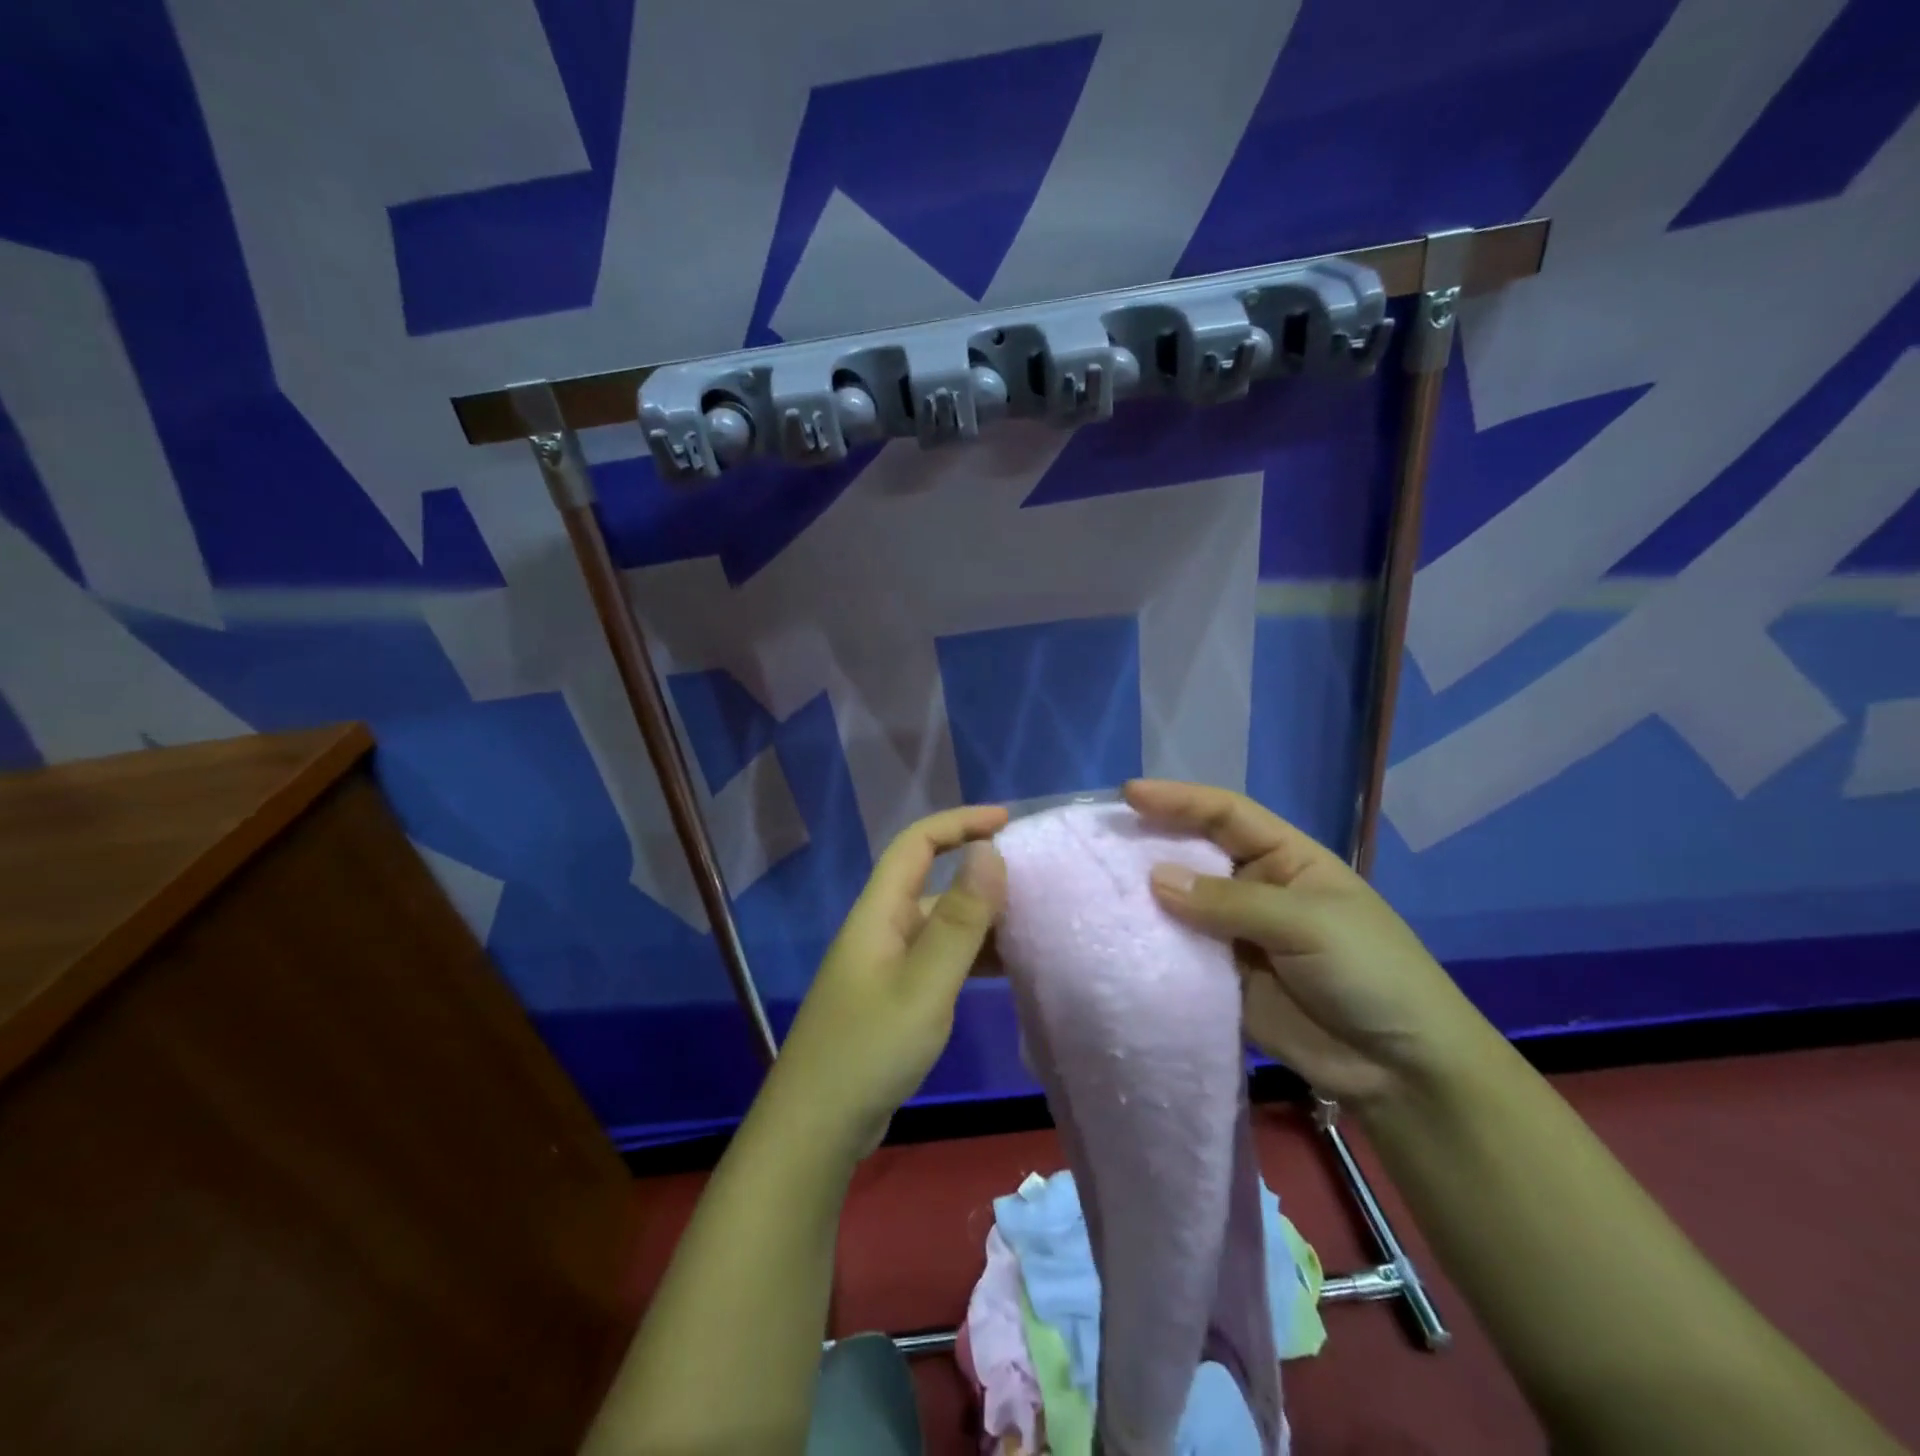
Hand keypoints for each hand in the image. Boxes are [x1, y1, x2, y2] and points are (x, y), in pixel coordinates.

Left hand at [768, 804, 1008, 1158]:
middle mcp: (882, 929)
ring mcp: (887, 965)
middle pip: (933, 883)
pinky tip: (1006, 972)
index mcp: (880, 913)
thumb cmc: (869, 1049)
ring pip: (941, 926)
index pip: (917, 843)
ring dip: (982, 921)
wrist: (816, 1129)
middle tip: (1037, 886)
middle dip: (982, 877)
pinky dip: (972, 957)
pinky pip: (940, 960)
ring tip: (1033, 928)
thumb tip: (989, 852)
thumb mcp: (924, 984)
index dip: (960, 822)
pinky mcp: (895, 998)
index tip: (1008, 822)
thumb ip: (960, 921)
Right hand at [1125, 780, 1499, 1107]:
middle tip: (1100, 839)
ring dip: (1146, 895)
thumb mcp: (1307, 924)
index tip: (1129, 794)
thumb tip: (1155, 878)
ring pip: (1183, 903)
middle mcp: (1257, 888)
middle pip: (1197, 853)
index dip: (1179, 800)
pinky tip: (1120, 936)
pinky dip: (1154, 943)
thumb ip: (1230, 902)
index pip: (1226, 814)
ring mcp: (1238, 934)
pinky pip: (1182, 952)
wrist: (1401, 1071)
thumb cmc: (1370, 974)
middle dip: (1153, 842)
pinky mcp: (1224, 978)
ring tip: (1097, 885)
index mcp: (1288, 858)